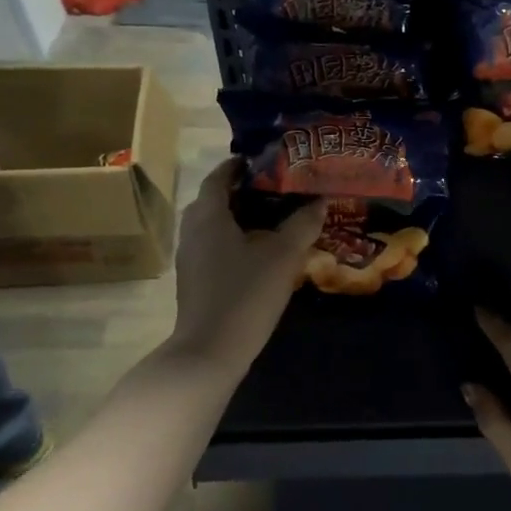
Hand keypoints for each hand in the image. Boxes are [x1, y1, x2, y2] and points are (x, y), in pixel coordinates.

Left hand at [168, 159, 323, 370]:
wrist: (211, 350)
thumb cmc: (246, 294)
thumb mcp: (283, 256)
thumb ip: (302, 225)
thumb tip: (320, 201)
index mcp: (208, 215)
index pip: (219, 176)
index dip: (239, 165)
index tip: (264, 161)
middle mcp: (192, 230)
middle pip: (214, 200)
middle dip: (241, 191)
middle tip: (275, 190)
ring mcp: (190, 257)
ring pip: (213, 225)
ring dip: (238, 217)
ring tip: (273, 219)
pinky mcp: (194, 279)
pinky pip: (214, 246)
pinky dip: (234, 239)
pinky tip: (259, 252)